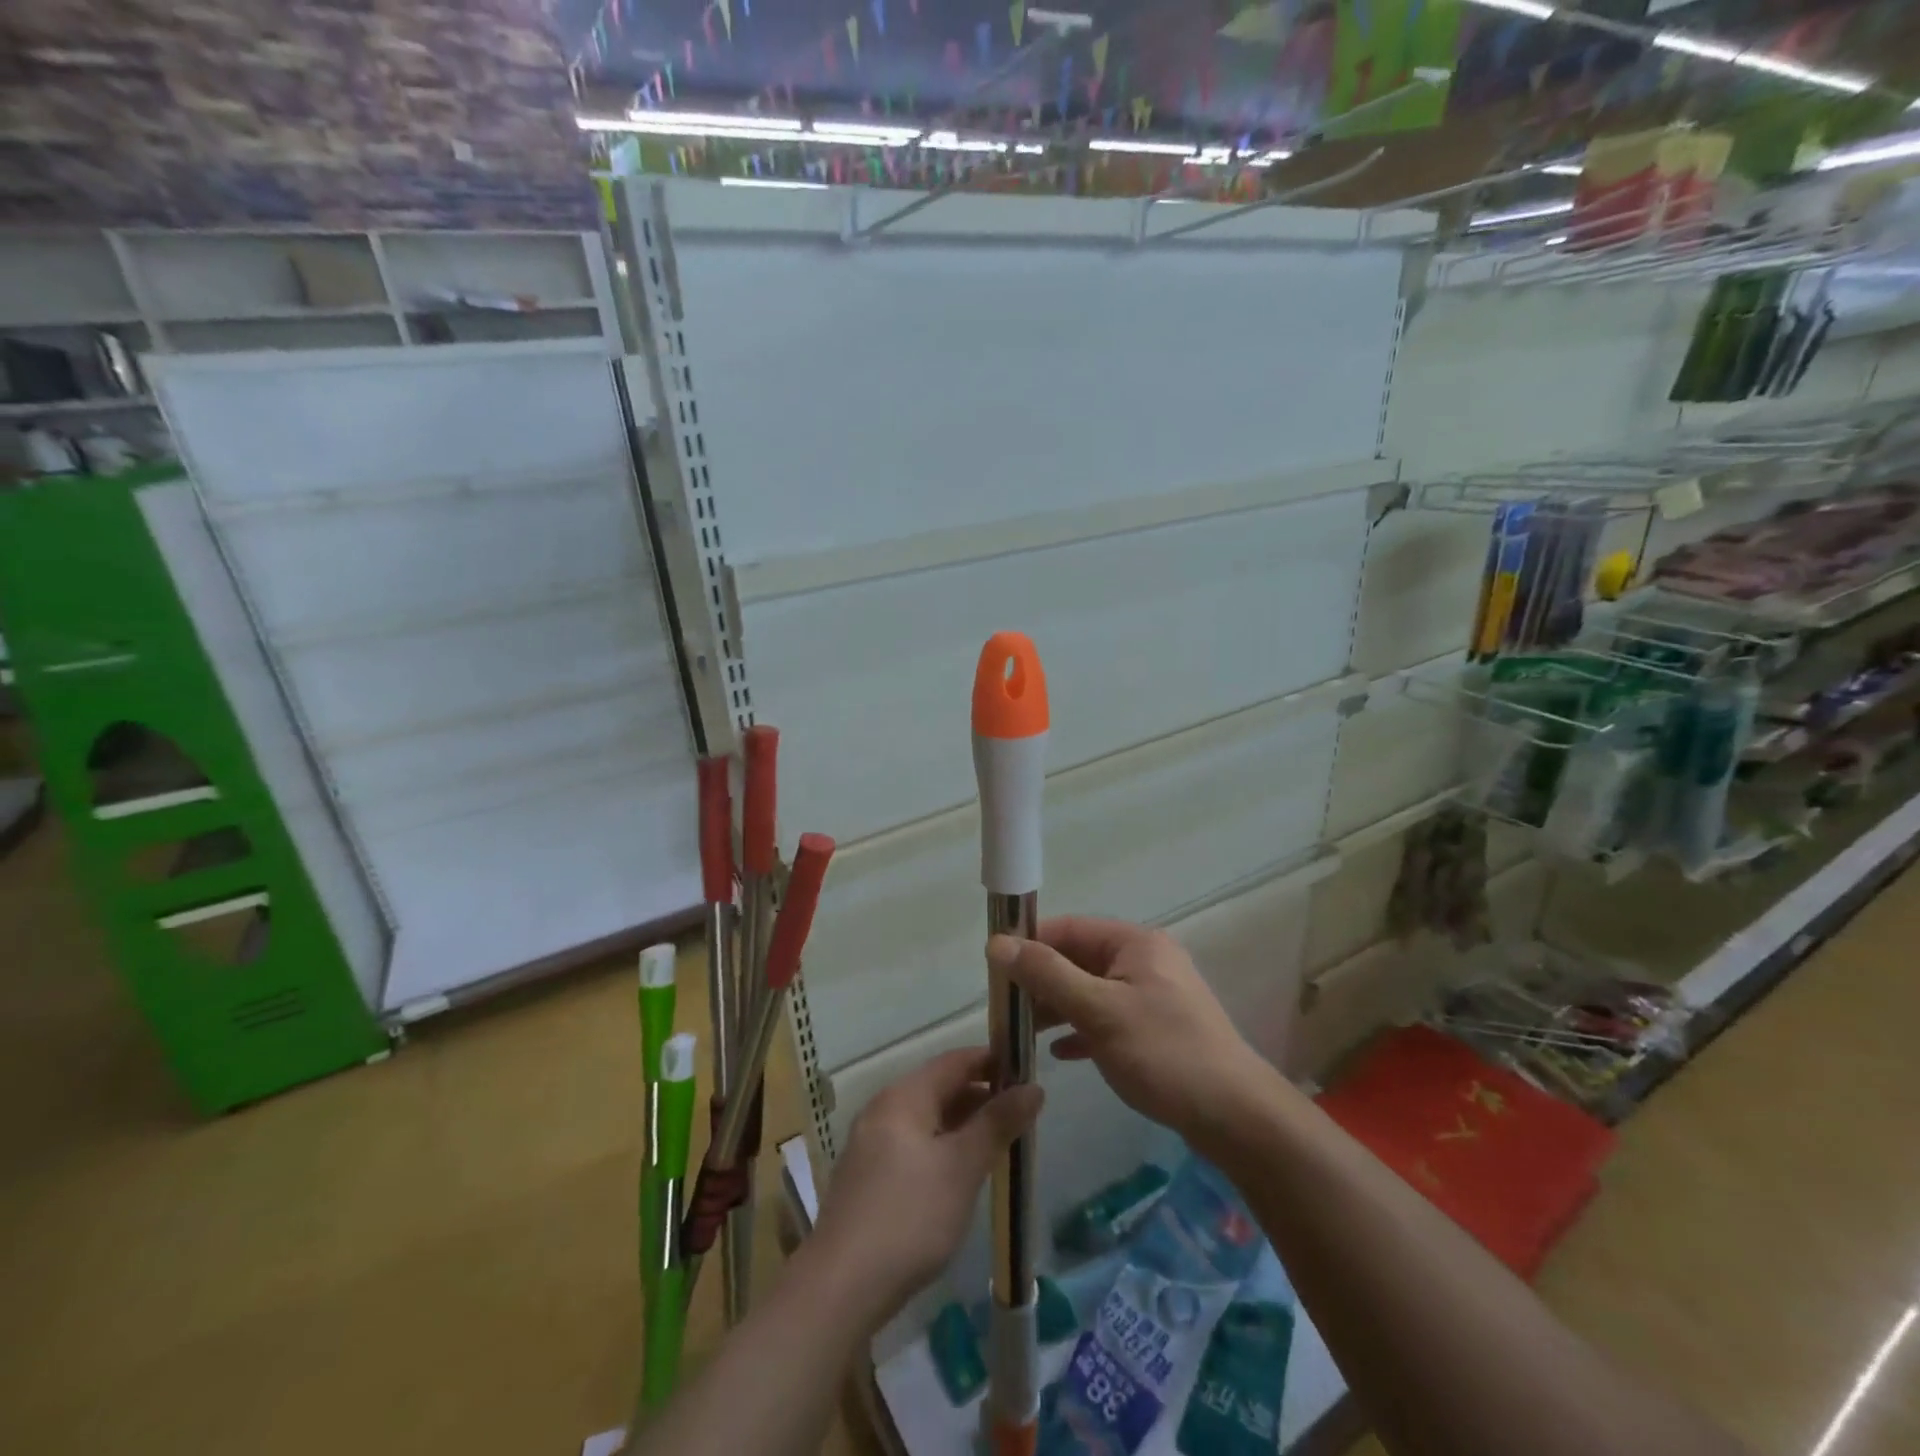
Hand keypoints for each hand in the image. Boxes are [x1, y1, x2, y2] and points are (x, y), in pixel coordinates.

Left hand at [810, 1048, 1043, 1326]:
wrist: (841, 1287)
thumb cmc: (910, 1216)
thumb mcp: (962, 1167)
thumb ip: (998, 1123)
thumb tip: (1033, 1087)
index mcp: (904, 1096)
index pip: (955, 1061)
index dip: (992, 1061)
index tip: (1028, 1072)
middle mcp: (883, 1109)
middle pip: (940, 1088)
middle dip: (981, 1096)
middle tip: (1022, 1115)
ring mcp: (871, 1144)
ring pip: (927, 1119)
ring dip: (963, 1125)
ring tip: (1000, 1145)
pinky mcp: (868, 1178)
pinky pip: (913, 1145)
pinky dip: (942, 1148)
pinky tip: (961, 1175)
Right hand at [989, 917, 1272, 1148]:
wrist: (1235, 1116)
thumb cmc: (1163, 1052)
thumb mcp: (1098, 1010)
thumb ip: (1047, 974)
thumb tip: (997, 943)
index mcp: (1134, 943)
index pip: (1069, 929)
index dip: (1030, 944)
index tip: (995, 972)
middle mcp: (1145, 960)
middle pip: (1079, 959)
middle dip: (1041, 982)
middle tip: (1005, 1009)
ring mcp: (1153, 995)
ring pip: (1091, 991)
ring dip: (1057, 1008)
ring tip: (1022, 1033)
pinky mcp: (1157, 1028)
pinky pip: (1108, 1019)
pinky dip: (1082, 1030)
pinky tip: (1059, 1053)